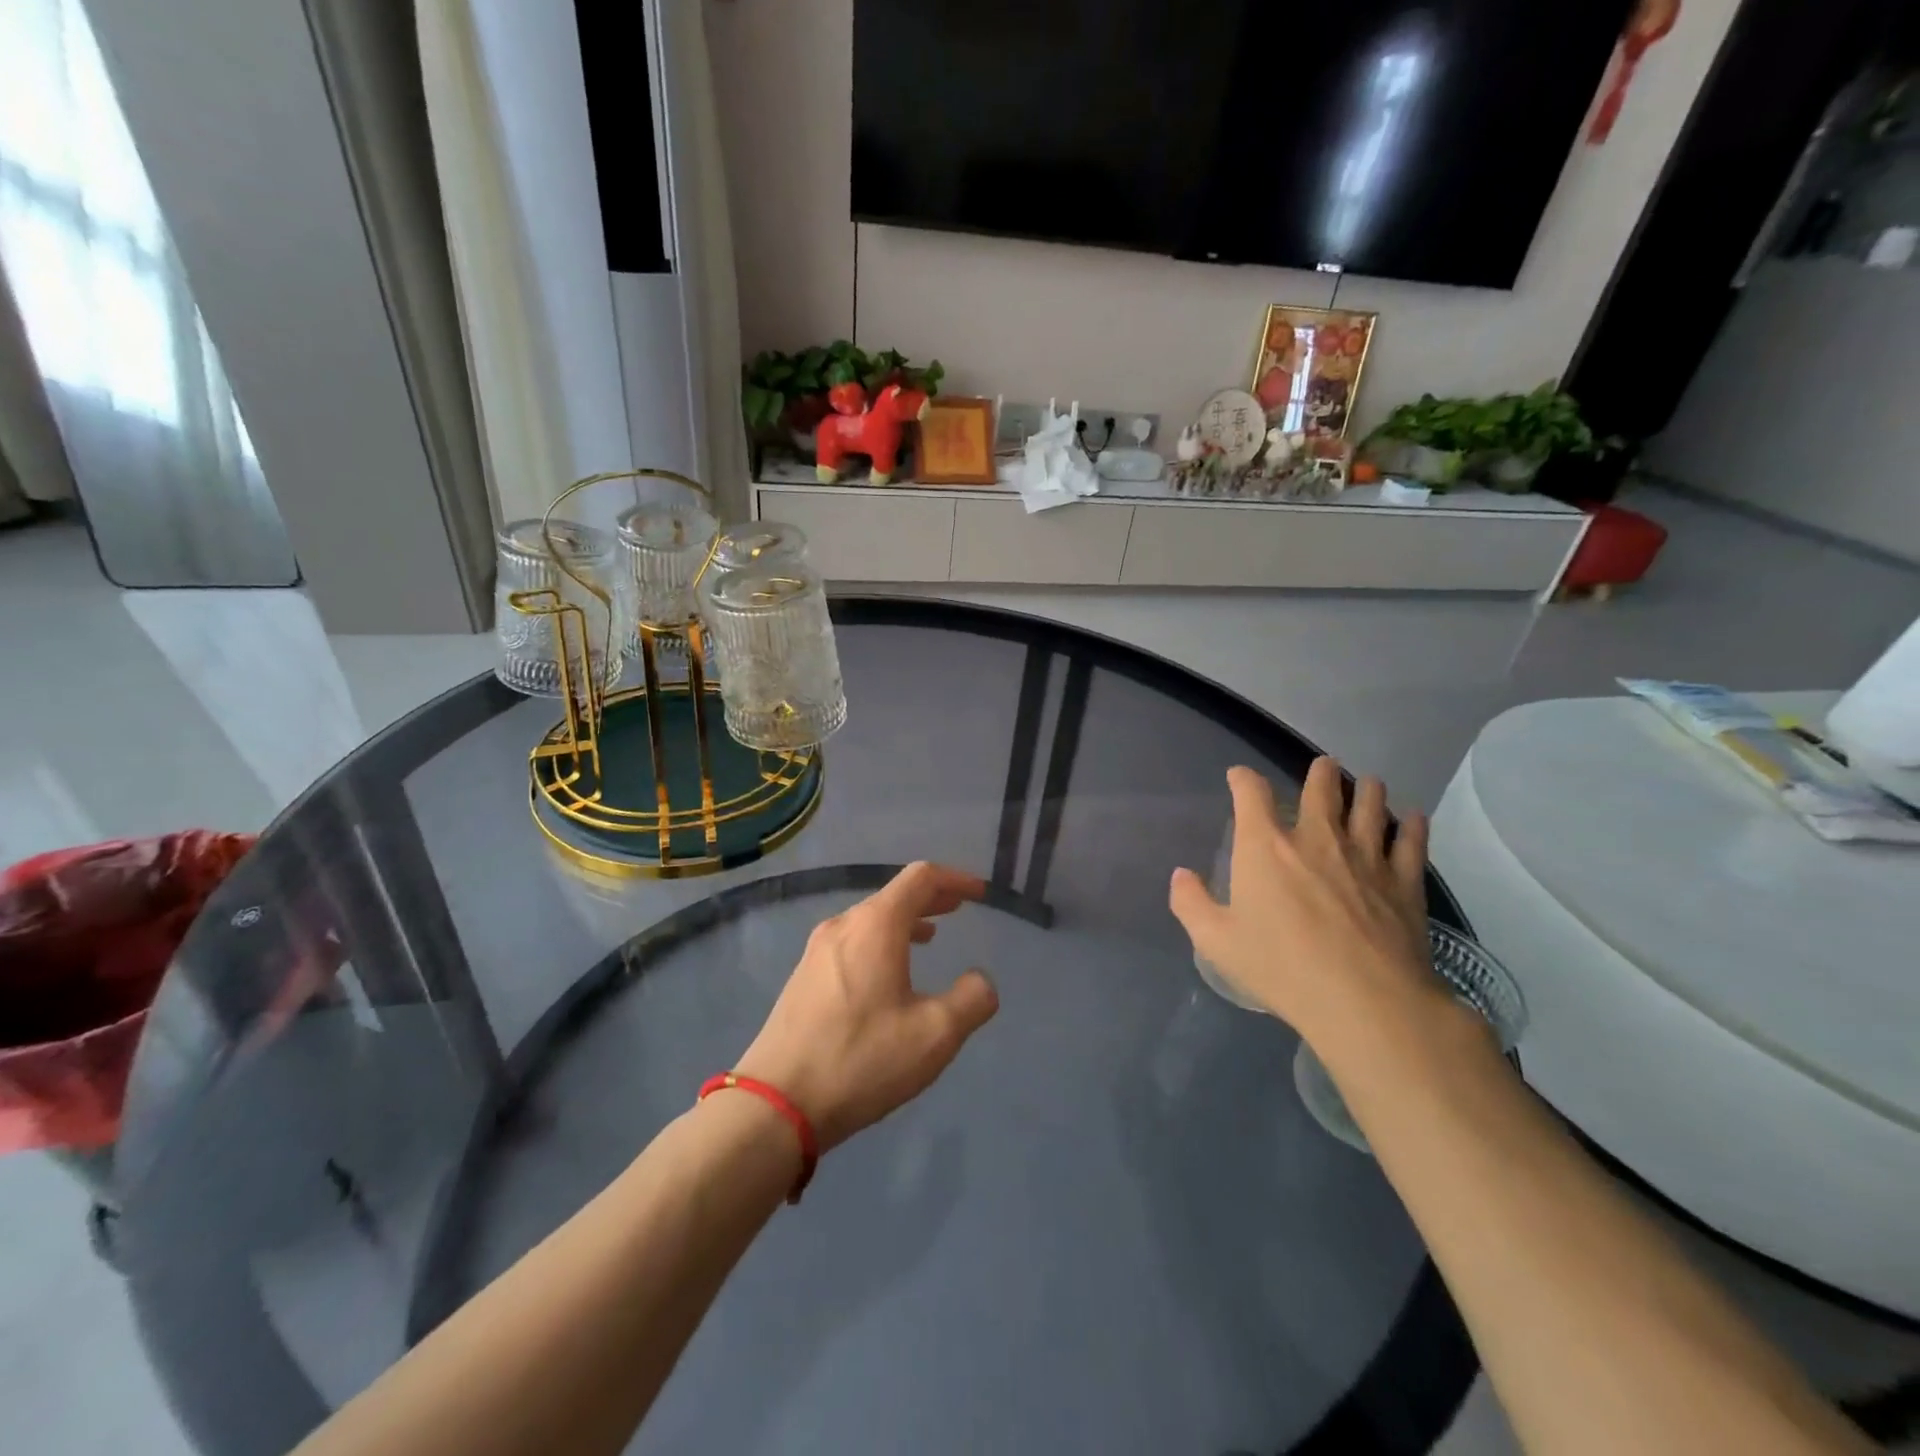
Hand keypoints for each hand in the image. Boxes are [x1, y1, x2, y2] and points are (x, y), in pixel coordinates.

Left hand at [734, 863, 998, 1150]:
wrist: (777, 1103)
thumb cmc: (862, 1059)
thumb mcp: (935, 1034)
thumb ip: (972, 1000)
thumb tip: (981, 980)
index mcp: (875, 925)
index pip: (920, 878)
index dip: (955, 879)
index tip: (979, 893)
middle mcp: (843, 926)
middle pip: (893, 895)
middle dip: (931, 898)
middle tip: (959, 907)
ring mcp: (817, 951)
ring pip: (870, 920)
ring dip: (905, 921)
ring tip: (930, 937)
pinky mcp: (804, 977)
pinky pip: (852, 942)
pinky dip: (881, 941)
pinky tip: (888, 973)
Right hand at [1169, 759, 1457, 1069]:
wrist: (1364, 1000)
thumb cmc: (1281, 967)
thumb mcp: (1216, 941)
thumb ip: (1191, 903)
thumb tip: (1180, 875)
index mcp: (1265, 846)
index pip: (1251, 793)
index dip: (1243, 779)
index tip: (1239, 777)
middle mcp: (1316, 837)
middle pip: (1322, 787)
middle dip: (1320, 772)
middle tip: (1323, 766)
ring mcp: (1366, 855)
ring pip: (1371, 805)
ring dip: (1367, 790)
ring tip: (1368, 783)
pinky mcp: (1404, 881)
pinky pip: (1411, 840)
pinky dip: (1412, 825)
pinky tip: (1413, 819)